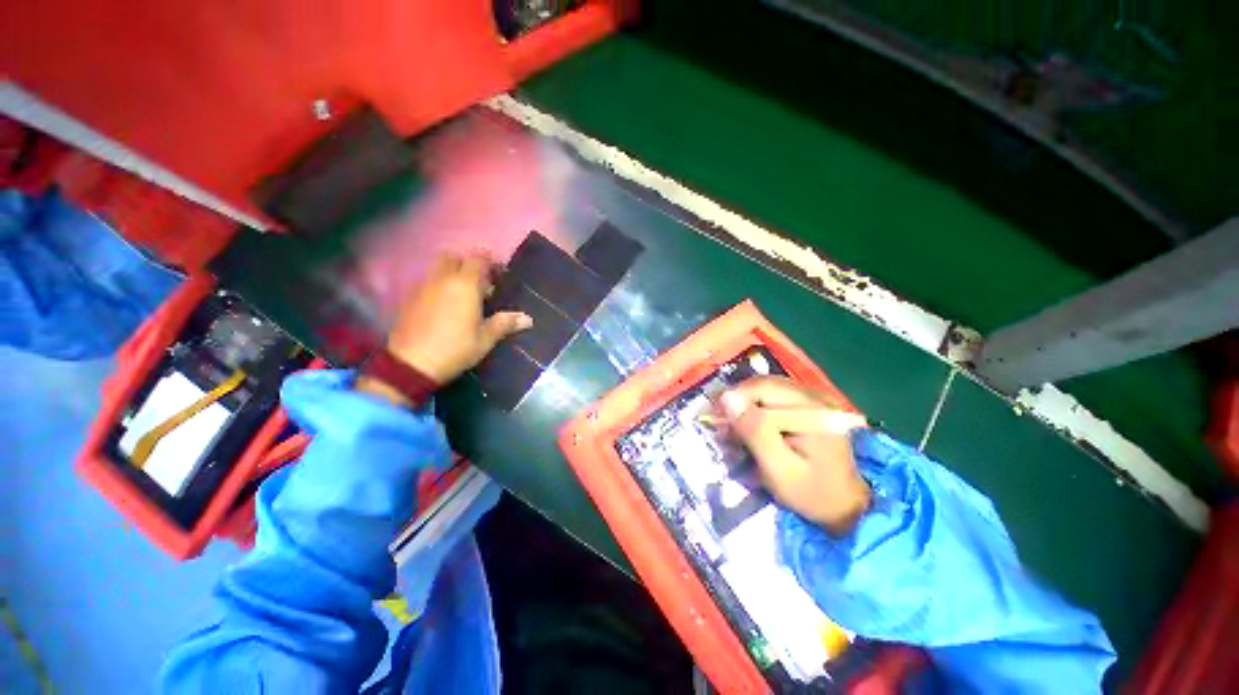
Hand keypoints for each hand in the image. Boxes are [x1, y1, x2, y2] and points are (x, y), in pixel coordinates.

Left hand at [358, 251, 531, 403]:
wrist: (410, 364)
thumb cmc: (455, 349)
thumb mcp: (485, 339)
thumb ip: (505, 324)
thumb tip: (527, 319)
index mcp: (465, 285)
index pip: (478, 258)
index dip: (490, 262)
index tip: (499, 275)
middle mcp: (442, 279)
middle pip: (454, 257)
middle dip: (467, 264)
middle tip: (479, 283)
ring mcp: (423, 287)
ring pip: (438, 268)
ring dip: (451, 274)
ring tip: (463, 296)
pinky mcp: (409, 298)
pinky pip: (427, 282)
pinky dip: (438, 286)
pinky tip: (444, 306)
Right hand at [717, 376, 870, 535]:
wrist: (847, 507)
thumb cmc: (812, 493)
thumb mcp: (780, 469)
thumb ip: (755, 432)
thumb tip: (727, 398)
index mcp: (812, 410)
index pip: (763, 387)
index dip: (734, 398)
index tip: (716, 419)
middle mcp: (814, 397)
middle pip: (763, 385)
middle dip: (738, 404)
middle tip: (723, 429)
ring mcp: (814, 400)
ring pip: (766, 390)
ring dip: (746, 407)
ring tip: (736, 431)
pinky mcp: (810, 408)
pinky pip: (775, 399)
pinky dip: (758, 411)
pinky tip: (753, 429)